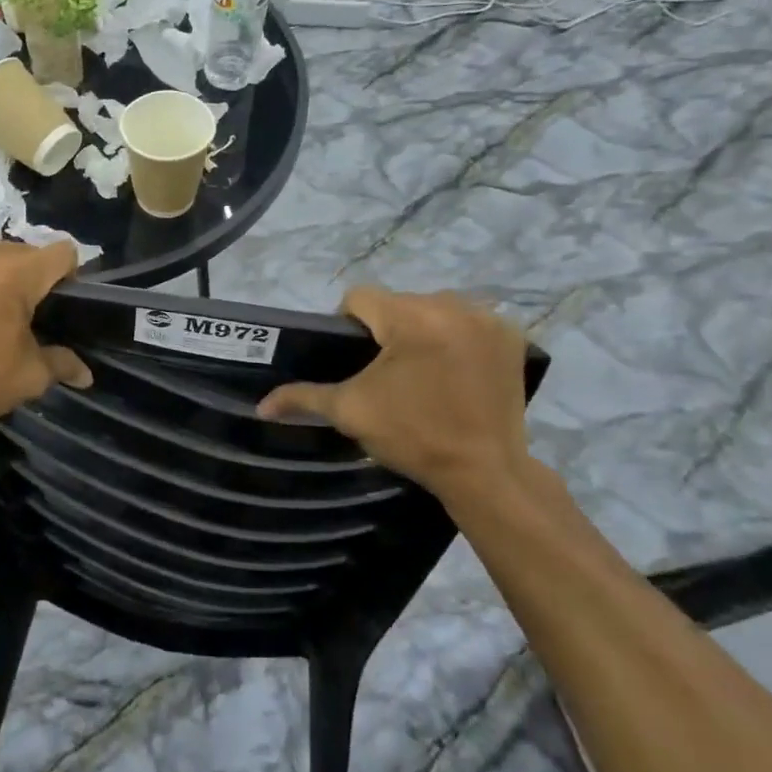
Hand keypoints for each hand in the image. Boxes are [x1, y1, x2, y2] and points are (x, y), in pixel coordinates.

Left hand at [0, 240, 91, 427]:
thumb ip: (62, 364)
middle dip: (33, 280)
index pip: (64, 253)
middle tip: (25, 318)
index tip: (61, 308)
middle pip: (27, 253)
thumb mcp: (28, 376)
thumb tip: (87, 375)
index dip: (71, 277)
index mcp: (18, 271)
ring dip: (0, 277)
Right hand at [257, 288, 532, 503]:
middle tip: (387, 373)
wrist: (486, 472)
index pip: (360, 299)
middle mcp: (452, 305)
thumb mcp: (351, 412)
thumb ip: (303, 397)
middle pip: (398, 303)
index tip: (354, 361)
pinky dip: (457, 338)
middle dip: (387, 330)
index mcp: (410, 316)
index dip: (347, 325)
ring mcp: (487, 319)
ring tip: (421, 373)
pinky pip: (468, 322)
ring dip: (422, 331)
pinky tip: (455, 369)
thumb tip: (261, 405)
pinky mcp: (511, 336)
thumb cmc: (413, 436)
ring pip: (433, 310)